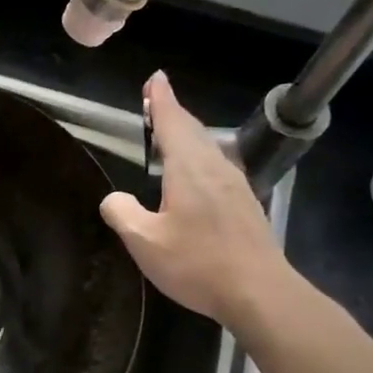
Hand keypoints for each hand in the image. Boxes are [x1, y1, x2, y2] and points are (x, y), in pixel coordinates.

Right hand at [101, 71, 298, 335]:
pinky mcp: (245, 206)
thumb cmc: (198, 264)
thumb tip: (113, 199)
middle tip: (156, 103)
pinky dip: (200, 159)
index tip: (155, 79)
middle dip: (173, 115)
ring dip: (188, 137)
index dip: (162, 100)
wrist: (259, 293)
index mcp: (189, 169)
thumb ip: (122, 213)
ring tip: (170, 136)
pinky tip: (195, 177)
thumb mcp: (144, 242)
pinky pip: (217, 169)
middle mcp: (216, 168)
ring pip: (208, 149)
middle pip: (193, 131)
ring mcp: (236, 186)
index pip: (173, 122)